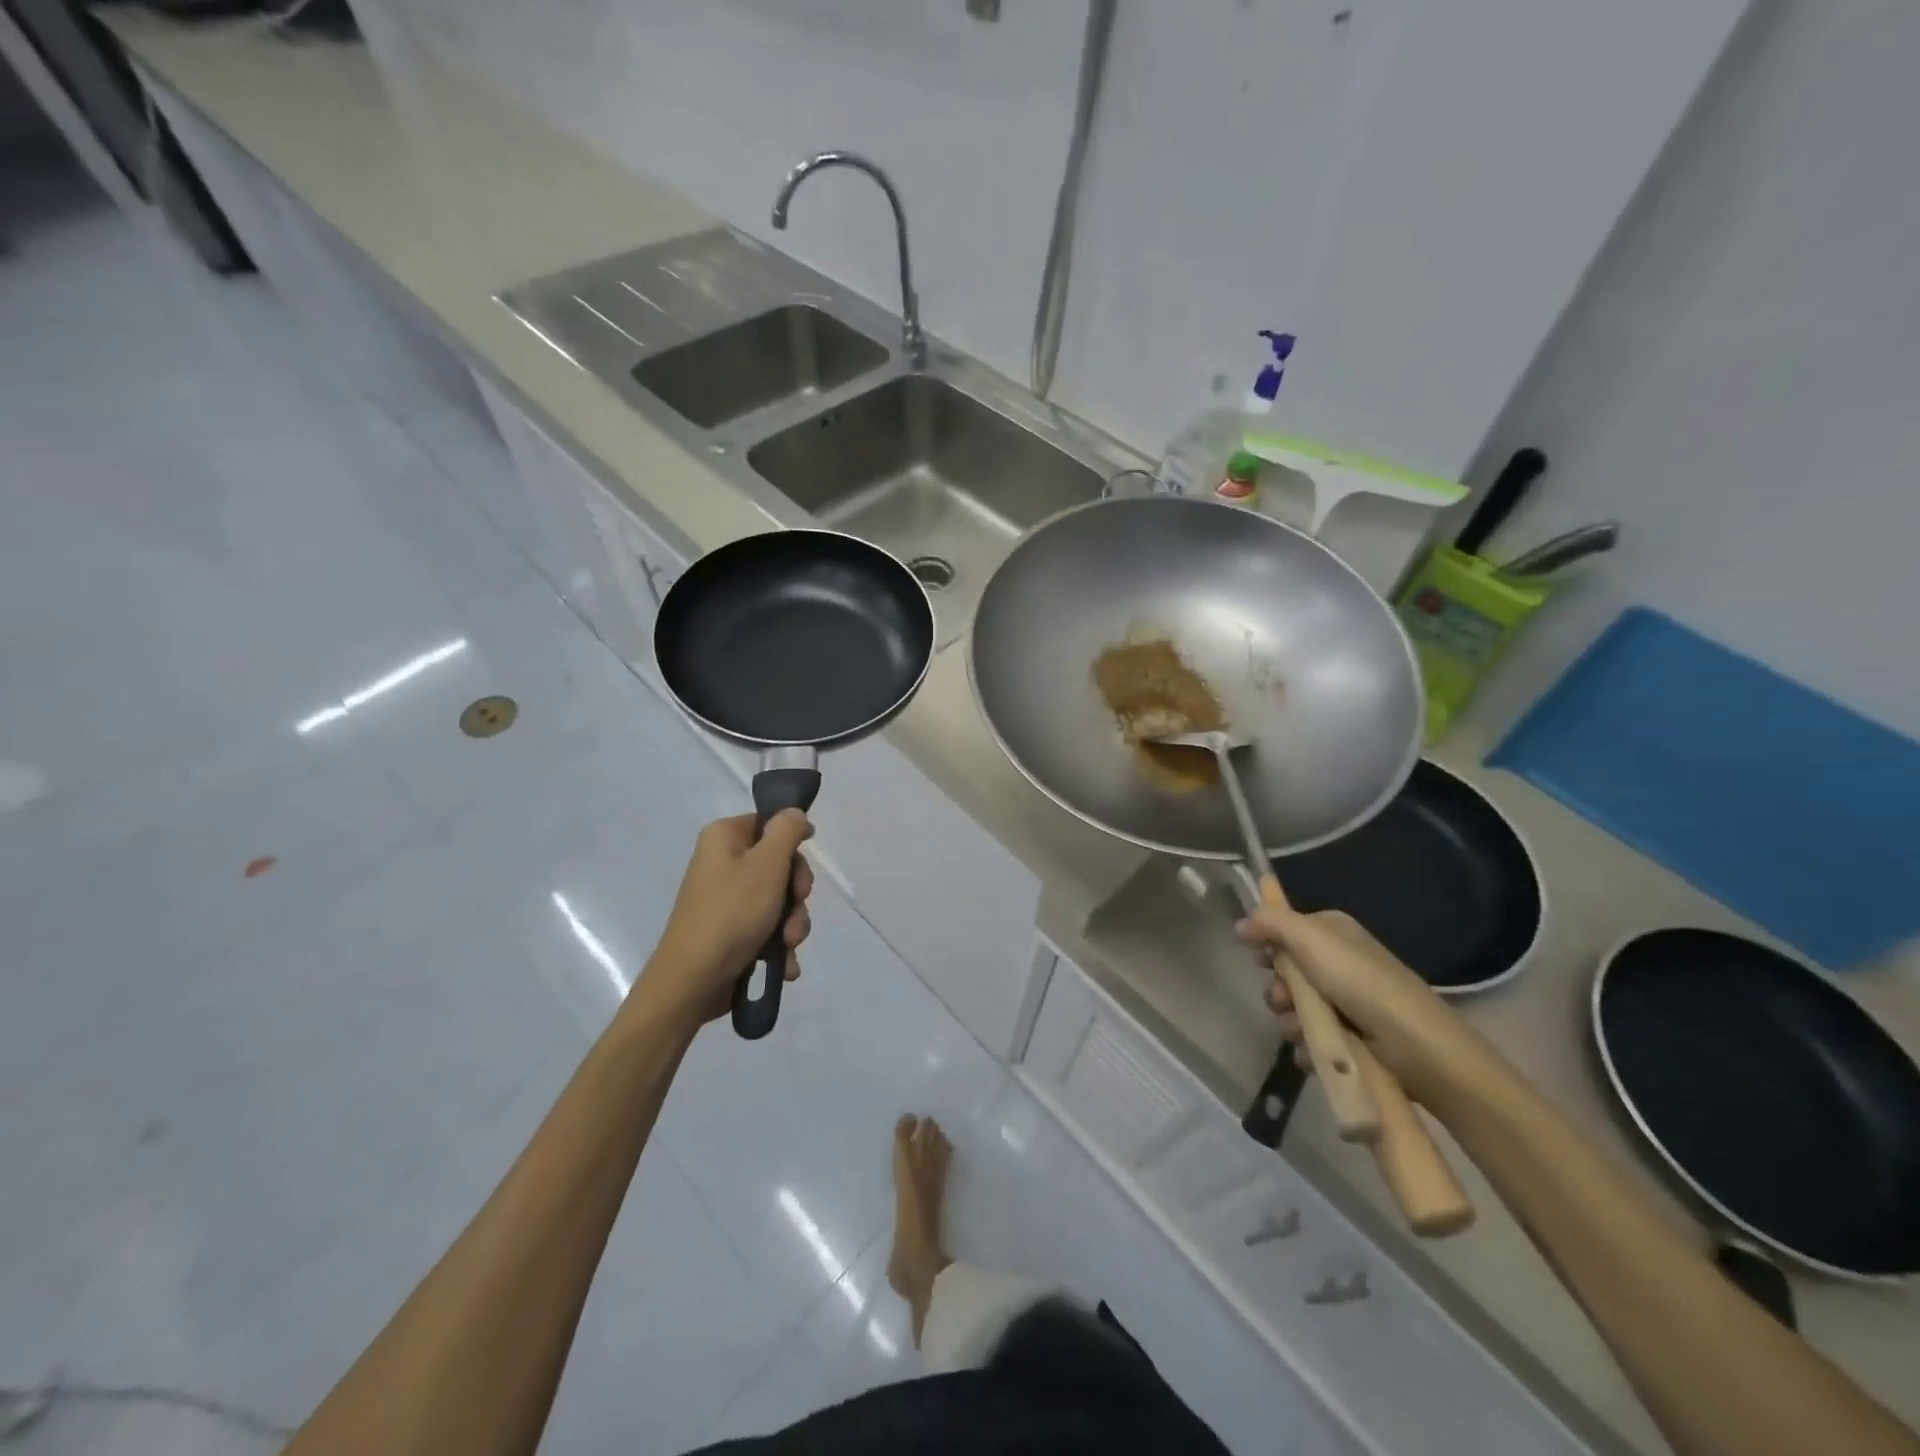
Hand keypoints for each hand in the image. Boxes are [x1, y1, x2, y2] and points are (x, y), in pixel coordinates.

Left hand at [638, 811, 815, 1025]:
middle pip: (779, 866)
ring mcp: (726, 899)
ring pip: (778, 900)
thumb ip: (787, 830)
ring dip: (792, 924)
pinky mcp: (730, 930)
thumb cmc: (732, 913)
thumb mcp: (767, 864)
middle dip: (796, 896)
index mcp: (724, 837)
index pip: (771, 825)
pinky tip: (783, 964)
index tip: (803, 873)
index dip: (793, 846)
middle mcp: (723, 863)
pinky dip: (778, 945)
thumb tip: (795, 813)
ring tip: (787, 946)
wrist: (693, 981)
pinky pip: (766, 927)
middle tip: (794, 912)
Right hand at [1237, 899, 1489, 1104]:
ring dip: (1291, 1021)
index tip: (1261, 960)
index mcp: (1332, 932)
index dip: (1268, 945)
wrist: (1416, 1046)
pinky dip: (1309, 1046)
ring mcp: (1344, 1001)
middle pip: (1284, 972)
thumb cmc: (1361, 983)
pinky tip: (1315, 1051)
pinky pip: (1310, 1039)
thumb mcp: (1310, 939)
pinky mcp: (1349, 1037)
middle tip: (1284, 998)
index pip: (1284, 930)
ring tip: (1305, 1030)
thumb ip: (1270, 922)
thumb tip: (1241, 924)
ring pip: (1293, 1008)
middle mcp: (1337, 962)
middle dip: (1278, 989)